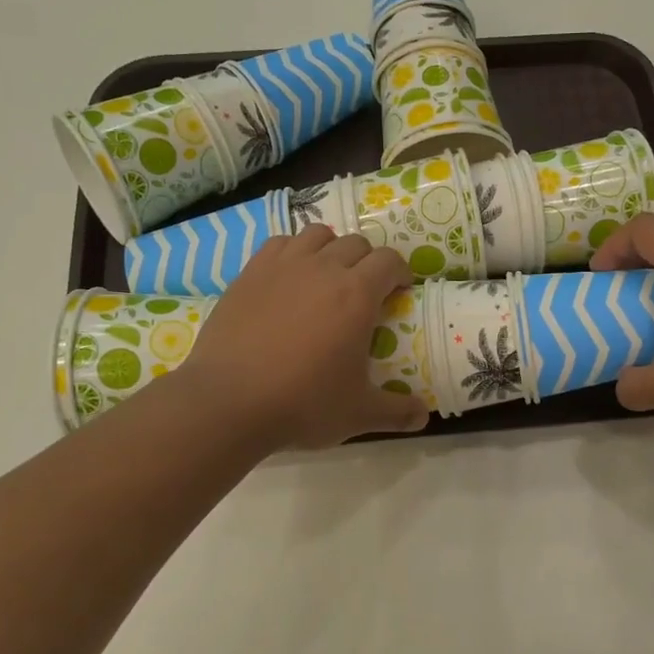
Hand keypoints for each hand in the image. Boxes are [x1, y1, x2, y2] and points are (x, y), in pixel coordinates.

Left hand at [176, 225, 429, 448]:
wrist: (228, 402)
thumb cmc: (302, 404)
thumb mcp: (358, 413)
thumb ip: (396, 412)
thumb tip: (424, 418)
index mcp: (357, 295)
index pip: (389, 261)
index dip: (400, 272)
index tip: (399, 291)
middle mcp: (323, 269)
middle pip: (356, 243)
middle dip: (368, 261)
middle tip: (364, 291)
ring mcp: (283, 266)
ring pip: (317, 235)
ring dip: (331, 249)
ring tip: (327, 276)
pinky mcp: (250, 272)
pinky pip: (279, 243)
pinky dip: (293, 252)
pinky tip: (289, 277)